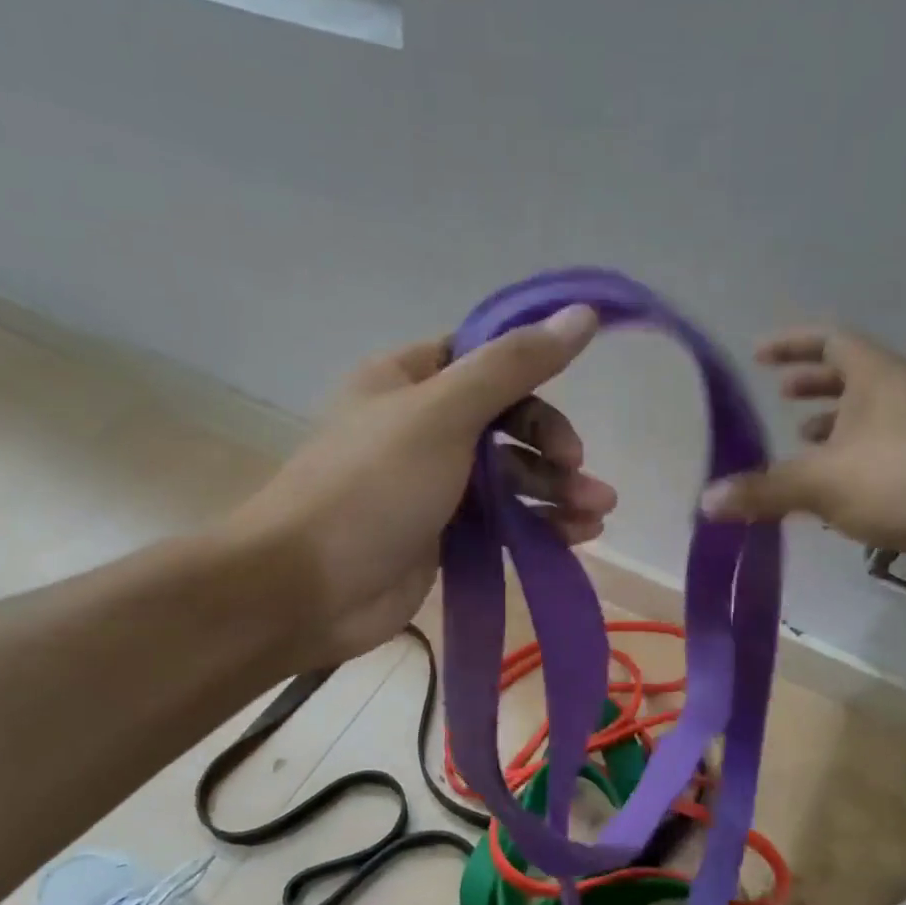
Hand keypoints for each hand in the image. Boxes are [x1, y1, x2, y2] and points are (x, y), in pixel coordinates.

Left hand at [238, 305, 614, 665]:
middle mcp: (420, 426)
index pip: (482, 357)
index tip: (572, 387)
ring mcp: (432, 484)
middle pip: (504, 420)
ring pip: (509, 475)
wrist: (308, 590)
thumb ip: (513, 365)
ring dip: (556, 488)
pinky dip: (539, 524)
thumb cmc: (372, 487)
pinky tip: (578, 536)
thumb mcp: (443, 413)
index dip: (529, 369)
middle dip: (550, 443)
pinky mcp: (442, 535)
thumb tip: (583, 313)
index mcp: (407, 379)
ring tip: (597, 511)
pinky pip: (502, 520)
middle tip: (578, 468)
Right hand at [700, 327, 905, 590]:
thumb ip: (762, 489)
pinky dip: (850, 464)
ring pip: (869, 419)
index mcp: (879, 378)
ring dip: (832, 426)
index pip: (831, 340)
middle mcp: (904, 397)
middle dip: (813, 383)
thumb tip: (705, 502)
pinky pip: (881, 457)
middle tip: (779, 394)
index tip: (759, 355)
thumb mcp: (822, 483)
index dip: (792, 343)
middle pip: (853, 376)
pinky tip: (831, 495)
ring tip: (798, 442)